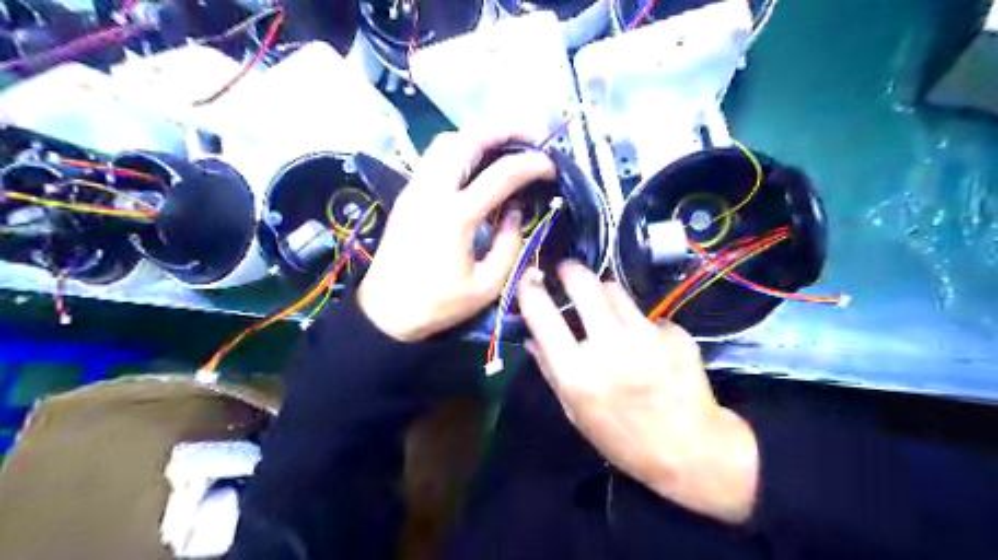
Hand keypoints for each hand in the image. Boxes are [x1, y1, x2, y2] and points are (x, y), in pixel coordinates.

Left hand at [360, 131, 553, 341]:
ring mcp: (415, 189)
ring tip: (506, 145)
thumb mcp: (487, 286)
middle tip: (532, 136)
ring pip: (446, 142)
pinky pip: (435, 157)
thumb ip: (509, 244)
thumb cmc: (437, 305)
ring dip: (479, 135)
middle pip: (467, 139)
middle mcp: (432, 192)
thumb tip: (514, 210)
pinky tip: (478, 163)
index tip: (551, 165)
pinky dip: (461, 148)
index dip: (531, 164)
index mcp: (455, 217)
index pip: (500, 175)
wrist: (385, 312)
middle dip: (504, 129)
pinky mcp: (408, 194)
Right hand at [518, 263, 760, 525]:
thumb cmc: (623, 438)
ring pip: (615, 290)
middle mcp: (609, 347)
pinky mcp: (674, 333)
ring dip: (604, 295)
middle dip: (570, 270)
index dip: (529, 290)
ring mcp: (645, 336)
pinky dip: (639, 324)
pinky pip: (646, 314)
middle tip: (567, 271)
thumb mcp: (576, 412)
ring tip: (608, 314)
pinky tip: (648, 346)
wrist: (691, 448)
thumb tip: (531, 337)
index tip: (528, 277)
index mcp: (577, 372)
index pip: (542, 315)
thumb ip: (551, 370)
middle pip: (583, 283)